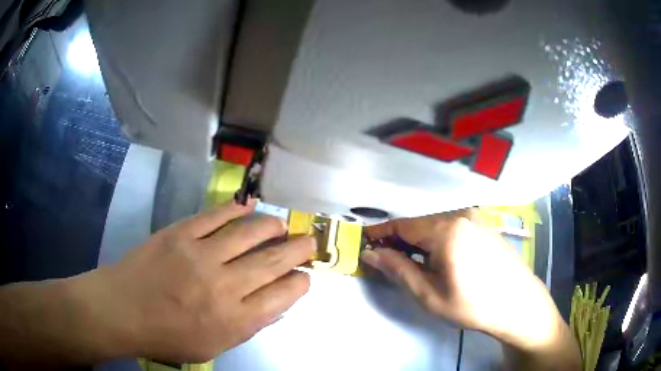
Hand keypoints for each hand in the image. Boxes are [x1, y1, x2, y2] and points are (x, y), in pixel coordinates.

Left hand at [75, 200, 314, 362]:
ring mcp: (200, 255)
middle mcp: (224, 286)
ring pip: (251, 232)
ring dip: (273, 226)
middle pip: (274, 261)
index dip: (300, 283)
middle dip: (299, 249)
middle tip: (310, 242)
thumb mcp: (214, 346)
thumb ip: (247, 325)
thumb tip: (276, 303)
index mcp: (234, 320)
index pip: (284, 295)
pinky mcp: (180, 233)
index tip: (304, 276)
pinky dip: (237, 209)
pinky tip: (249, 207)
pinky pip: (217, 215)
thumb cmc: (168, 336)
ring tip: (281, 225)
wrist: (122, 310)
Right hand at [361, 211, 576, 361]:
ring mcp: (476, 218)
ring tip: (413, 264)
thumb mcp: (429, 295)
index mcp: (446, 230)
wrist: (518, 304)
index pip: (402, 225)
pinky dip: (438, 239)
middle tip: (387, 261)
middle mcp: (461, 215)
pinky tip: (440, 259)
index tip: (364, 243)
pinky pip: (452, 226)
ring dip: (419, 240)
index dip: (380, 234)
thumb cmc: (472, 305)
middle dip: (400, 240)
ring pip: (436, 224)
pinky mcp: (484, 225)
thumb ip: (398, 270)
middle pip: (419, 223)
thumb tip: (371, 254)